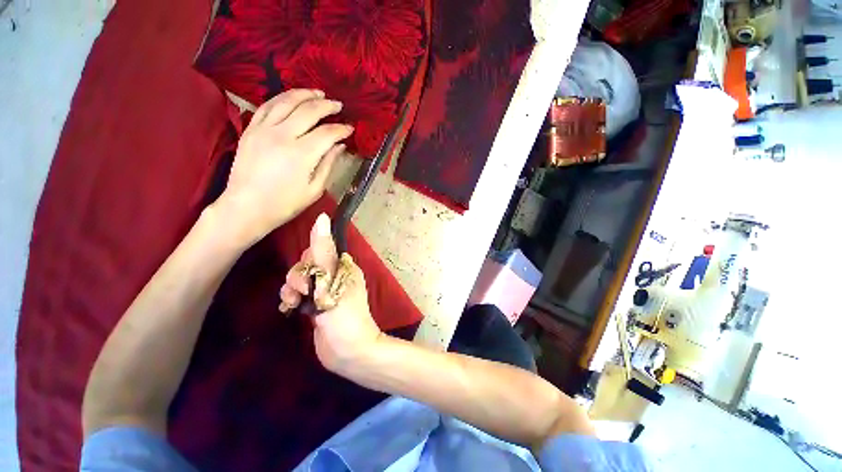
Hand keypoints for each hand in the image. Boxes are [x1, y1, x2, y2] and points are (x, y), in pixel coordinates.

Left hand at [216, 89, 353, 242]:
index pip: (327, 133)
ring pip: (285, 101)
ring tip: (317, 93)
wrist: (247, 207)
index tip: (350, 128)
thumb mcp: (314, 189)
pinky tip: (291, 98)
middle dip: (327, 106)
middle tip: (338, 105)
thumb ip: (328, 164)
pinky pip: (266, 106)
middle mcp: (282, 136)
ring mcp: (263, 130)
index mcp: (301, 154)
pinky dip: (281, 99)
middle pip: (308, 111)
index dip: (341, 129)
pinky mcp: (250, 130)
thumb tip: (339, 146)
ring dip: (304, 94)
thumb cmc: (285, 204)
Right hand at [279, 214, 382, 373]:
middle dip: (299, 277)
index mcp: (343, 266)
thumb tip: (322, 216)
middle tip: (304, 292)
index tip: (310, 273)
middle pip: (306, 265)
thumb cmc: (344, 314)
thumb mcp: (332, 279)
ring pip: (300, 280)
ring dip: (292, 289)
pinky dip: (291, 299)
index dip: (309, 260)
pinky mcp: (316, 306)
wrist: (348, 352)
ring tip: (296, 303)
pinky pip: (298, 294)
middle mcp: (335, 276)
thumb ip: (323, 250)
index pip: (319, 251)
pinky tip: (290, 309)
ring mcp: (325, 292)